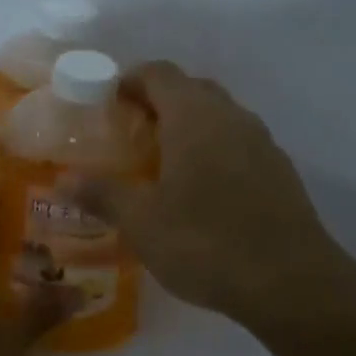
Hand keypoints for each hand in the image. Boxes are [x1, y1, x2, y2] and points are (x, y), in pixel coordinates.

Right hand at [71, 61, 349, 328]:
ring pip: (218, 115)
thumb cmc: (206, 242)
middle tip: (131, 134)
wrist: (291, 282)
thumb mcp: (141, 223)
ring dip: (189, 126)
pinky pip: (238, 143)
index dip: (129, 80)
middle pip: (190, 89)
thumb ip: (101, 194)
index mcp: (194, 116)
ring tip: (163, 162)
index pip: (158, 73)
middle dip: (158, 102)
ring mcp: (262, 142)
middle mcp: (231, 116)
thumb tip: (63, 181)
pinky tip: (202, 191)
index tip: (107, 104)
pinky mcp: (280, 170)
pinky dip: (214, 150)